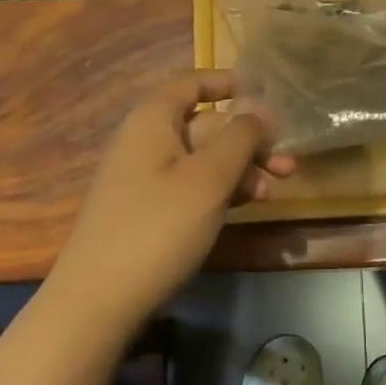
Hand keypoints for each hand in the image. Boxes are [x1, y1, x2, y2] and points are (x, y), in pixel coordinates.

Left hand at [51, 72, 292, 326]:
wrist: (97, 301)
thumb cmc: (158, 227)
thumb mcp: (209, 178)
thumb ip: (240, 138)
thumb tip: (261, 110)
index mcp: (153, 120)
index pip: (192, 83)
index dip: (227, 83)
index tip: (263, 91)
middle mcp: (146, 141)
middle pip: (205, 126)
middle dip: (248, 140)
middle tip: (288, 163)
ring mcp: (144, 178)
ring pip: (202, 160)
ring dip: (240, 169)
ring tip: (275, 190)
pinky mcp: (146, 211)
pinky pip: (190, 186)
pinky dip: (220, 190)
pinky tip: (247, 205)